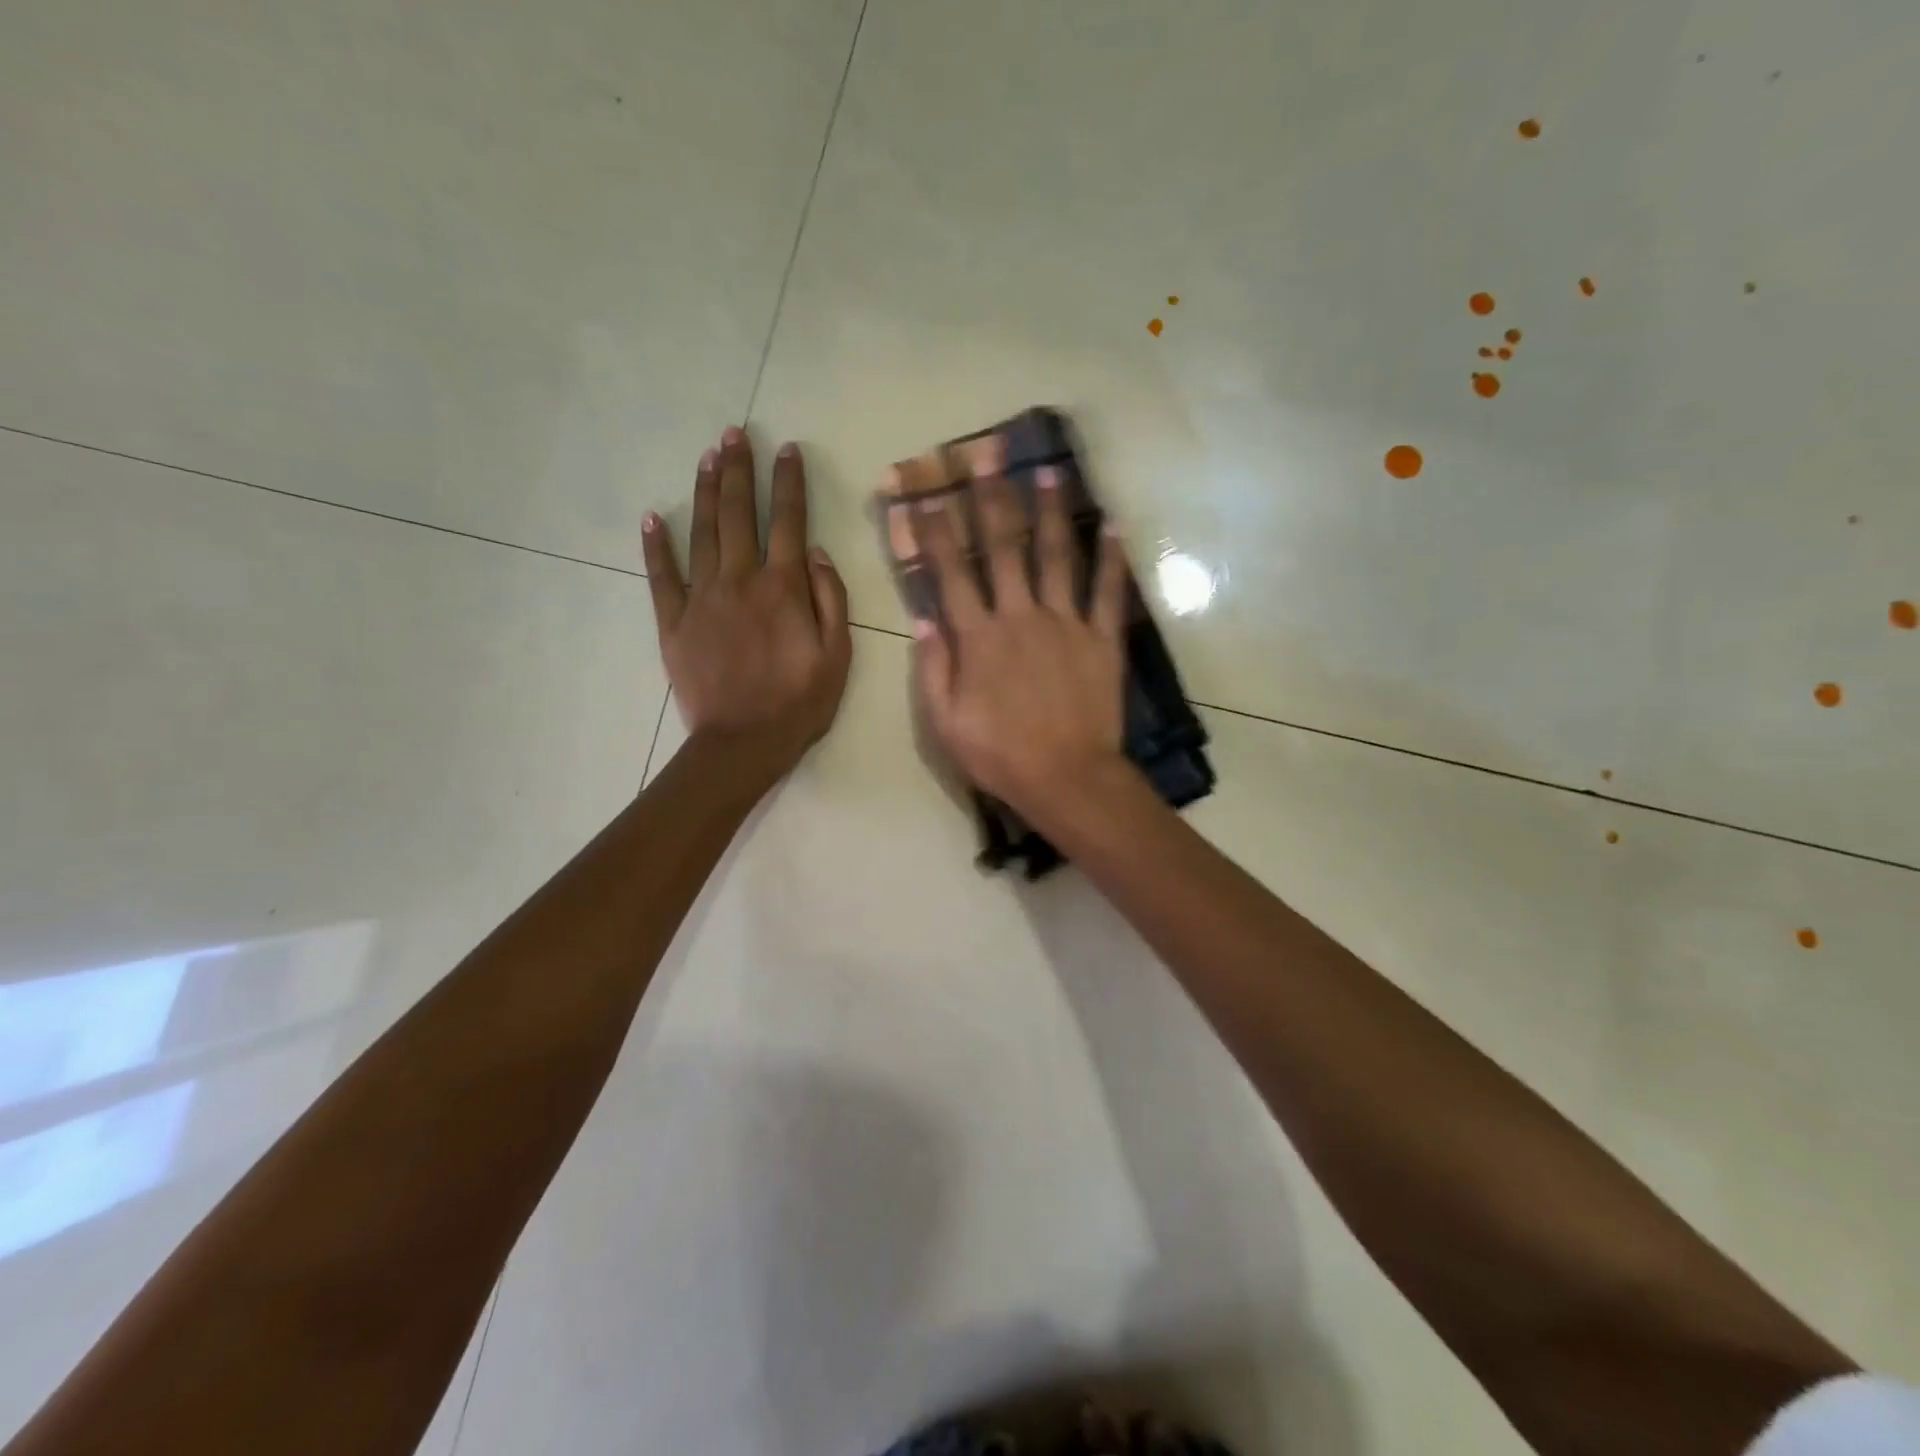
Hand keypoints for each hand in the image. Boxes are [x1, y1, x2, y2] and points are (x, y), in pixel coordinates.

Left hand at [643, 427, 851, 770]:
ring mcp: (702, 599)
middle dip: (738, 470)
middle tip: (735, 433)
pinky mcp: (673, 622)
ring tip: (707, 456)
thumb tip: (816, 552)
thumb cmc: (799, 703)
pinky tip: (652, 518)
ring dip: (704, 491)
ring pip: (701, 533)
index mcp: (783, 588)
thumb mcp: (838, 655)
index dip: (789, 482)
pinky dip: (656, 546)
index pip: (789, 521)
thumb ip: (831, 599)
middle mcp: (740, 580)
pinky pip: (662, 577)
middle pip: (738, 514)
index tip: (786, 449)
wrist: (742, 743)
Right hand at [911, 457, 1135, 824]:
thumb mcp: (945, 723)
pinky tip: (1113, 524)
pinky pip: (1107, 591)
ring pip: (1057, 556)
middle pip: (1004, 548)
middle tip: (987, 456)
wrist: (1067, 779)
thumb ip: (933, 669)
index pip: (952, 573)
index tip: (927, 495)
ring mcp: (1066, 624)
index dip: (937, 531)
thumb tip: (923, 620)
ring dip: (1051, 512)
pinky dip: (1112, 558)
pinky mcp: (1101, 640)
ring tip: (1049, 471)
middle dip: (992, 499)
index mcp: (978, 637)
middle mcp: (1021, 617)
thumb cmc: (1000, 756)